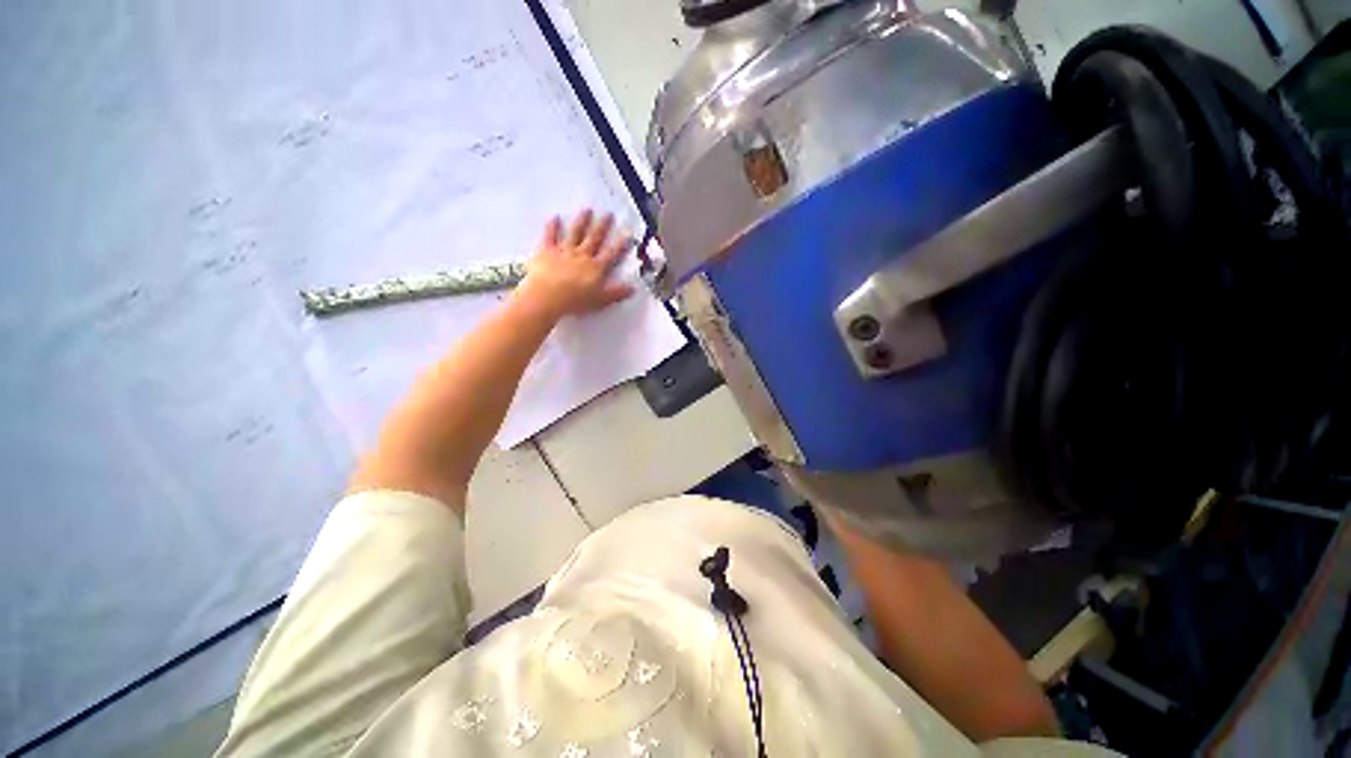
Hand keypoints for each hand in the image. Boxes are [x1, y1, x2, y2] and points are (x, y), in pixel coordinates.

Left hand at [516, 209, 634, 319]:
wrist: (549, 296)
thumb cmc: (576, 301)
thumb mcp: (601, 300)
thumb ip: (616, 293)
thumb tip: (633, 289)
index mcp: (596, 268)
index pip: (611, 254)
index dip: (620, 244)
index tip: (626, 233)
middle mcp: (582, 256)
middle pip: (594, 239)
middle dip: (602, 226)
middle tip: (608, 214)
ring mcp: (564, 251)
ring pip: (575, 233)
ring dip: (582, 221)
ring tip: (587, 210)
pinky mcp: (547, 251)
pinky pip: (550, 236)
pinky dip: (552, 226)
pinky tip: (554, 217)